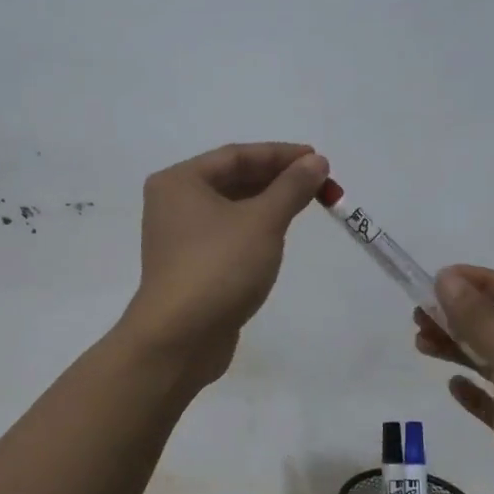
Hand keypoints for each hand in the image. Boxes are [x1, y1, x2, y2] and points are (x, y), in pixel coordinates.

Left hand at [121, 143, 329, 384]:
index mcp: (180, 182)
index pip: (236, 156)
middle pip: (232, 179)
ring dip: (268, 203)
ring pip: (231, 208)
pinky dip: (255, 228)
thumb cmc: (219, 267)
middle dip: (277, 179)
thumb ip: (291, 187)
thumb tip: (316, 162)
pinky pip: (228, 234)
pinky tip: (279, 233)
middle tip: (319, 182)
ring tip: (306, 202)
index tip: (318, 158)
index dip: (280, 154)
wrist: (180, 339)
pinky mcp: (191, 266)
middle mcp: (174, 203)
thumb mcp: (263, 221)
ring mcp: (180, 238)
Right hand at [415, 266, 493, 493]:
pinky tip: (452, 386)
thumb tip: (446, 278)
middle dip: (460, 316)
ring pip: (490, 359)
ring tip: (420, 342)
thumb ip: (479, 318)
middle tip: (418, 314)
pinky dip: (471, 389)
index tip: (438, 278)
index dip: (480, 281)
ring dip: (457, 348)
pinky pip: (491, 398)